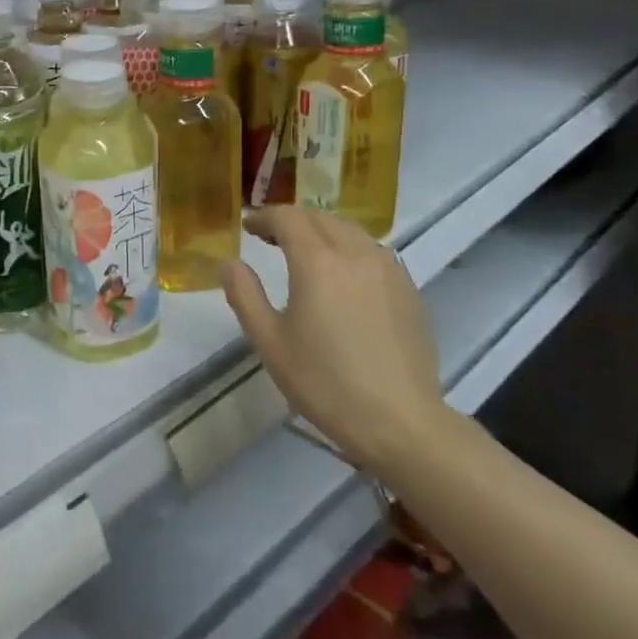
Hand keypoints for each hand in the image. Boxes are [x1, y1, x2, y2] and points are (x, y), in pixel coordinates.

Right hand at [222, 206, 448, 471]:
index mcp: (317, 262)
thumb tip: (229, 263)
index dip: (263, 217)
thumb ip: (244, 295)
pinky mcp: (408, 289)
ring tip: (304, 251)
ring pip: (349, 230)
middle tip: (268, 237)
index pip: (287, 217)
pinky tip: (341, 275)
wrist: (400, 421)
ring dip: (321, 230)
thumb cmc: (324, 382)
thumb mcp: (269, 341)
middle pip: (320, 217)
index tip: (247, 227)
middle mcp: (355, 253)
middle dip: (291, 220)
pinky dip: (348, 248)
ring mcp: (388, 269)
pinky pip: (372, 251)